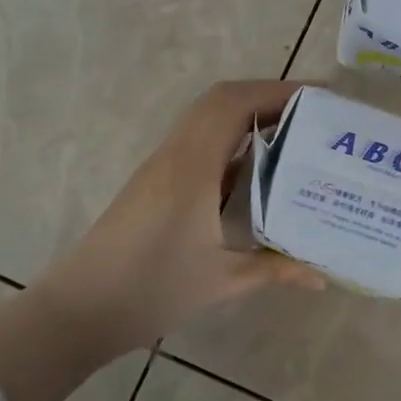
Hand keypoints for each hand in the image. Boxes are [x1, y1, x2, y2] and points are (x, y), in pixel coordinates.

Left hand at [30, 79, 325, 363]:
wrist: (79, 309)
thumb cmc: (151, 290)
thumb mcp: (221, 281)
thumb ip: (275, 269)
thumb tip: (321, 276)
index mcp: (193, 166)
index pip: (235, 104)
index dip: (278, 91)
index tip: (320, 97)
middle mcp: (176, 153)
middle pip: (221, 100)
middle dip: (268, 96)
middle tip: (313, 113)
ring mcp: (162, 165)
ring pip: (207, 118)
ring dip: (248, 113)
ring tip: (293, 131)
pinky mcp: (155, 180)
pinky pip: (198, 140)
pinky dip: (231, 137)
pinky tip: (256, 166)